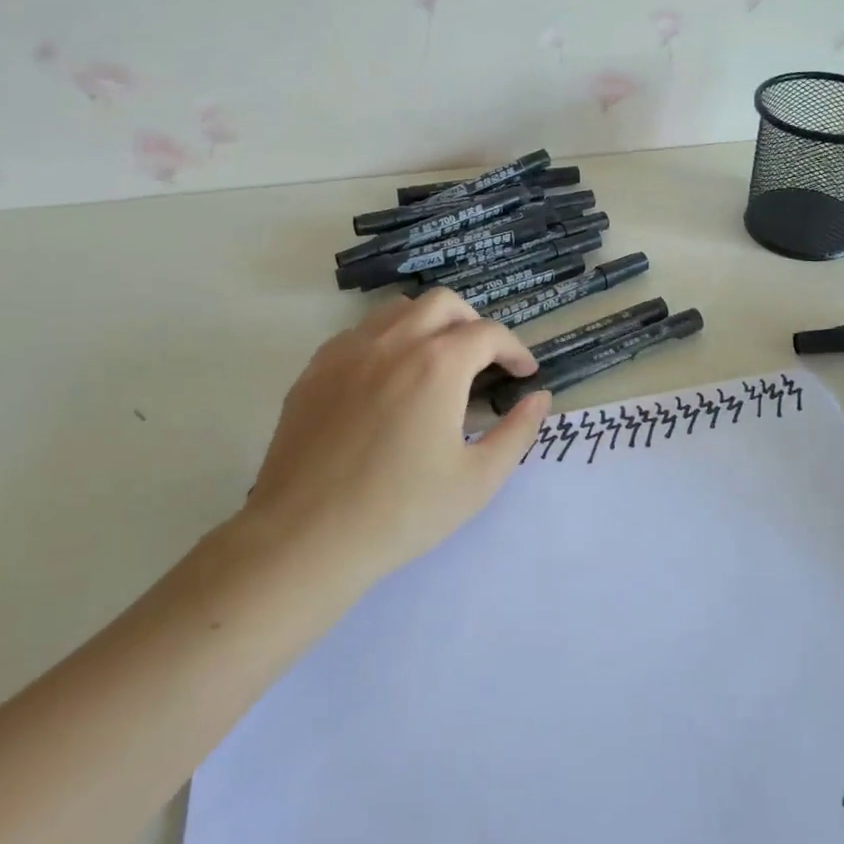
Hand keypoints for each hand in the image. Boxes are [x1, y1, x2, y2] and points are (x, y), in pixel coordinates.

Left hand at [242, 289, 551, 586]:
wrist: (304, 540)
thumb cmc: (401, 513)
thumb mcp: (478, 480)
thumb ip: (518, 432)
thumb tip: (540, 398)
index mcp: (438, 364)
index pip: (489, 333)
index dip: (515, 349)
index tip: (524, 374)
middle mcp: (394, 342)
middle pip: (444, 303)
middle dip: (473, 324)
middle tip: (484, 361)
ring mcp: (349, 351)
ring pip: (398, 310)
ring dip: (429, 325)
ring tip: (437, 364)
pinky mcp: (315, 370)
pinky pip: (360, 334)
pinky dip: (386, 341)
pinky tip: (388, 380)